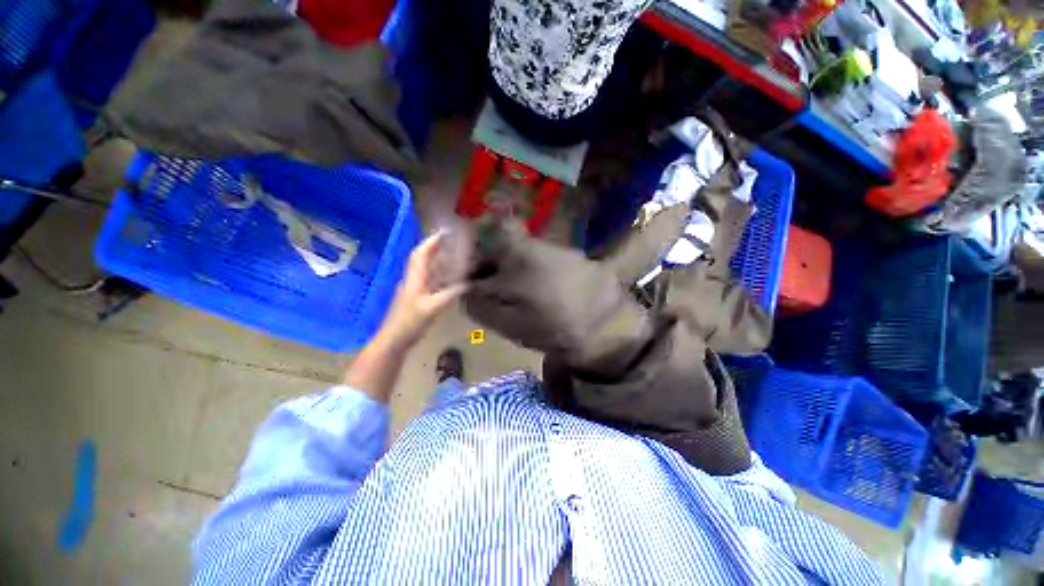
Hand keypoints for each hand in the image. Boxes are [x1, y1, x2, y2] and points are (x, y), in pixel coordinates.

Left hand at [377, 231, 468, 349]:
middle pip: (423, 258)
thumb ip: (450, 294)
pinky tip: (451, 277)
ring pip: (427, 269)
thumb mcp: (432, 307)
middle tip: (452, 241)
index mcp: (415, 278)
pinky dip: (440, 274)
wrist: (395, 338)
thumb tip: (469, 283)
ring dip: (438, 259)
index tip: (444, 232)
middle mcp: (414, 279)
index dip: (431, 242)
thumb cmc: (411, 321)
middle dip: (435, 247)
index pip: (421, 254)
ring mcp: (415, 288)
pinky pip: (431, 280)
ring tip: (454, 254)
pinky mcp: (419, 297)